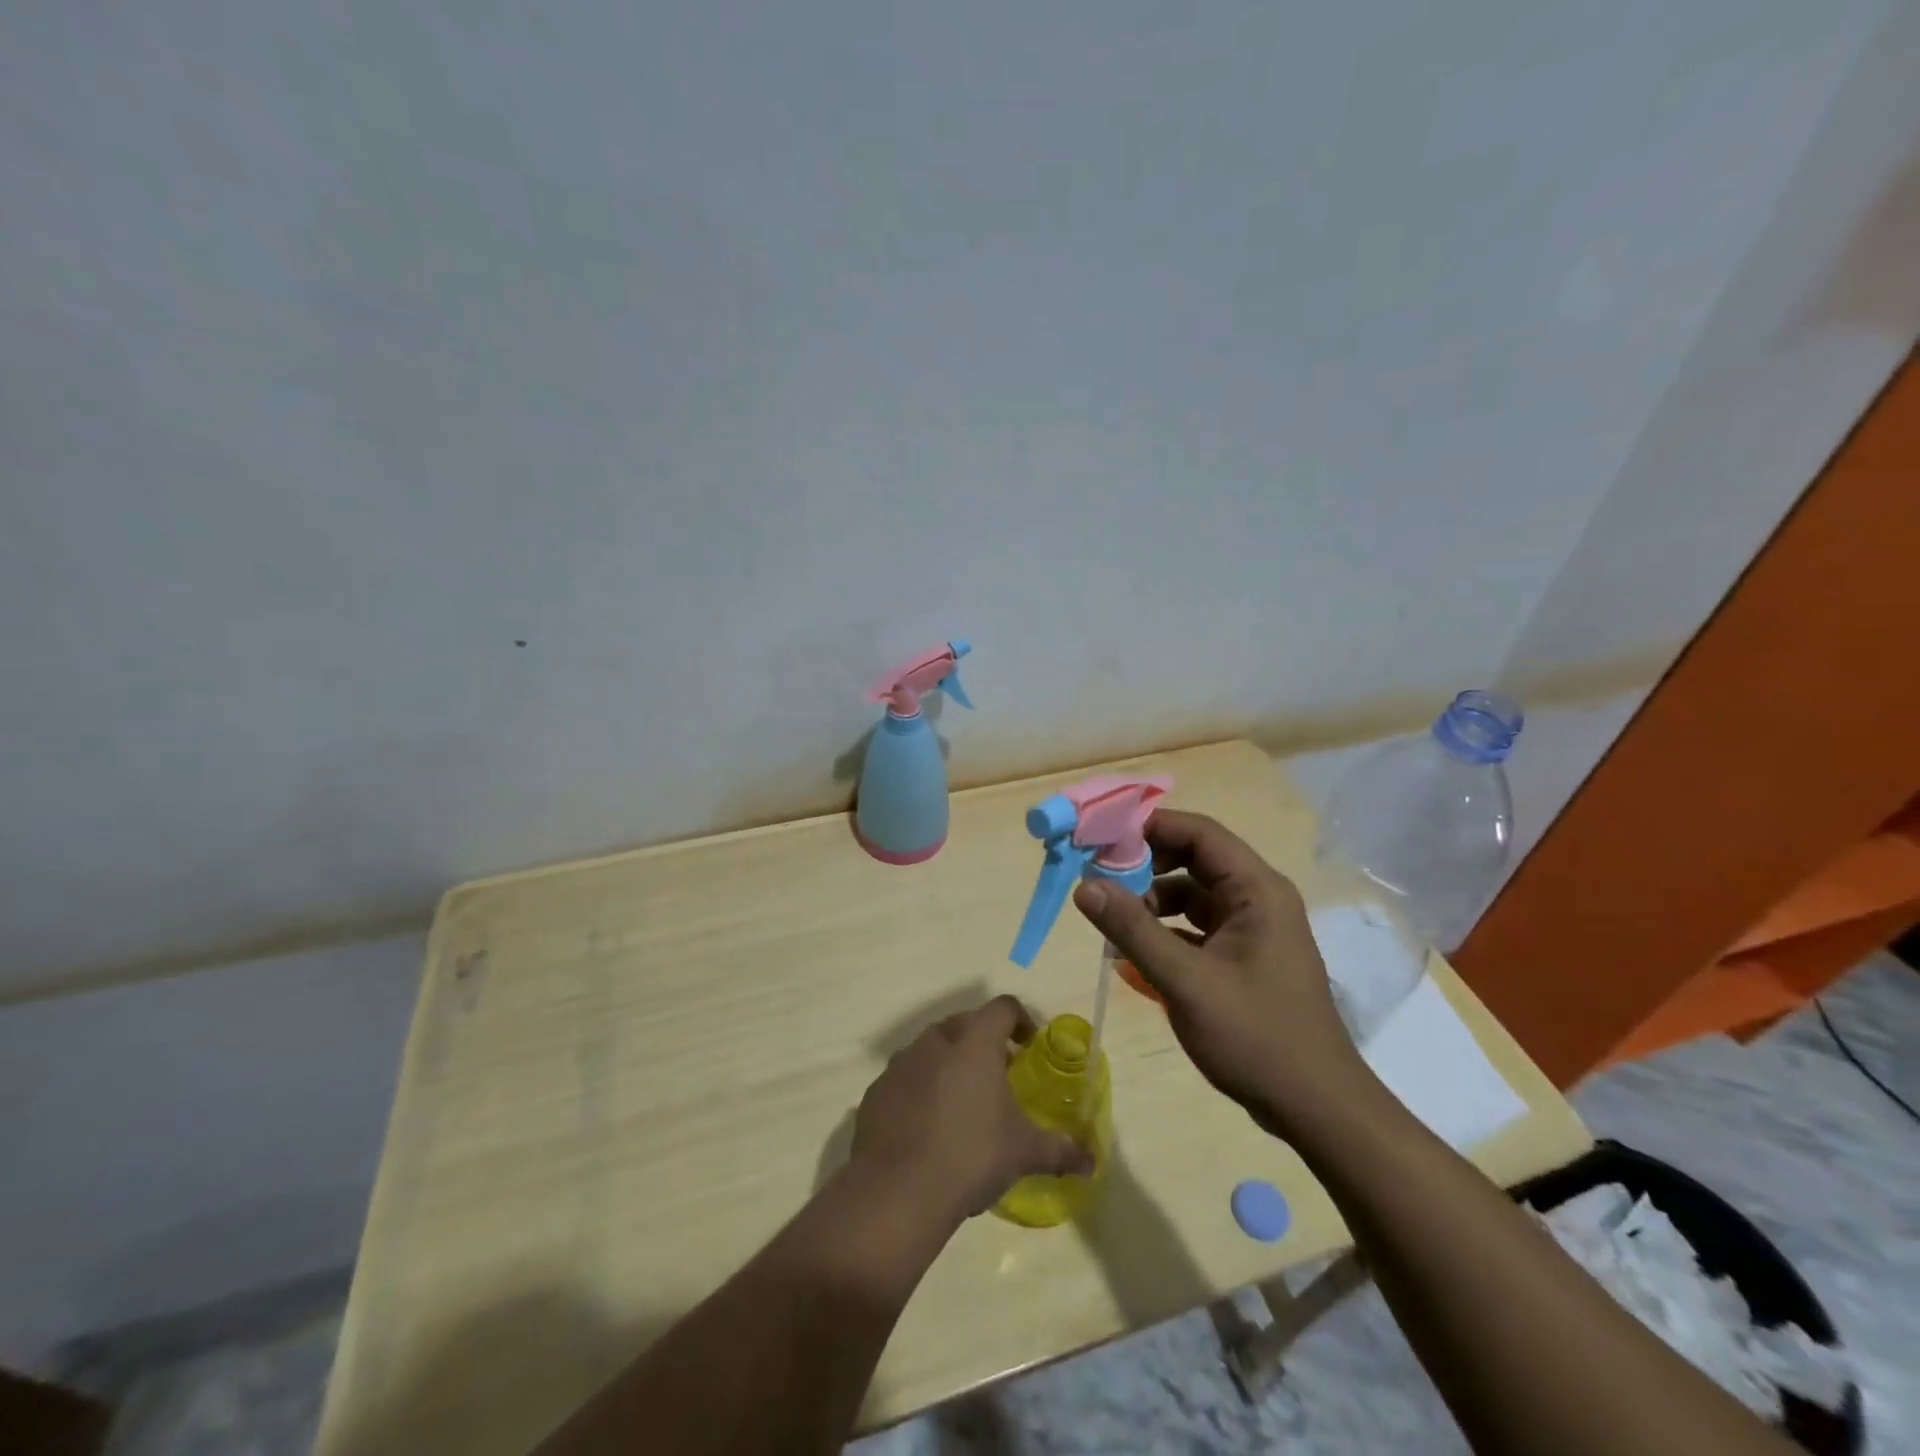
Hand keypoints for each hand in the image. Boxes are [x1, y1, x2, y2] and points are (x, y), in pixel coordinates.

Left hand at [849, 995, 1094, 1224]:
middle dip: (983, 1042)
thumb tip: (1091, 1161)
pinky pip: (905, 1079)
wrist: (896, 1191)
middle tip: (999, 1075)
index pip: (1003, 1008)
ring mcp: (900, 1064)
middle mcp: (936, 1041)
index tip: (1029, 1046)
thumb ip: (1059, 1150)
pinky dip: (920, 1090)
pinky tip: (928, 1127)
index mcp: (974, 1041)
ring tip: (963, 1103)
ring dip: (949, 1064)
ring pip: (931, 1049)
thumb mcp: (1023, 1153)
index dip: (1020, 1020)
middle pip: (964, 1024)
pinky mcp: (876, 1091)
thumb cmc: (971, 1156)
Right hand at [1072, 810, 1371, 1140]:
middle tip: (1099, 878)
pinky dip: (1166, 931)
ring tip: (1113, 924)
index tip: (1102, 837)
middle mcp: (1258, 899)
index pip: (1199, 833)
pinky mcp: (1245, 957)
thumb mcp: (1185, 981)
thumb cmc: (1255, 1036)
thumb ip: (1132, 929)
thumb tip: (1085, 886)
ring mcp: (1253, 930)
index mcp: (1256, 890)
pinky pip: (1198, 927)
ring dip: (1152, 902)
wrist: (1317, 1108)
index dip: (1149, 827)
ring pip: (1193, 895)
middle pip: (1194, 860)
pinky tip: (1135, 954)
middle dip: (1145, 866)